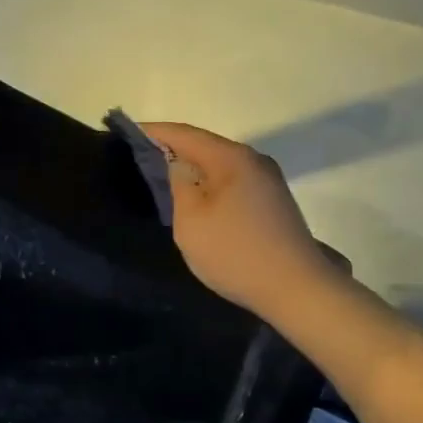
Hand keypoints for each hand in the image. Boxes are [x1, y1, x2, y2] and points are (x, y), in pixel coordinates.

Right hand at [137, 122, 329, 318]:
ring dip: (191, 169)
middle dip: (171, 149)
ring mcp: (267, 181)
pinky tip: (195, 199)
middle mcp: (253, 160)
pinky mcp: (273, 202)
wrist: (298, 290)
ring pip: (219, 165)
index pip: (184, 133)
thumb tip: (174, 163)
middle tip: (137, 159)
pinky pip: (232, 181)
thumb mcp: (191, 220)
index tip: (124, 134)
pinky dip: (209, 184)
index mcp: (231, 158)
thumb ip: (177, 184)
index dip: (152, 132)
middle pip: (204, 145)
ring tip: (161, 179)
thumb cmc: (235, 252)